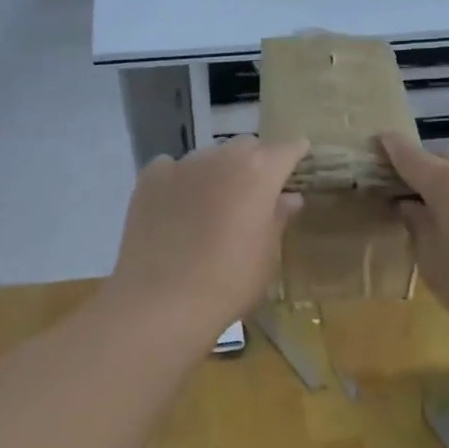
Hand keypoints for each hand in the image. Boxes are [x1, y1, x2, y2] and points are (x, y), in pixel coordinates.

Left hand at [105, 137, 308, 347]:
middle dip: (256, 163)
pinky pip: (172, 168)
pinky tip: (177, 209)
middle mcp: (222, 157)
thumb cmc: (229, 282)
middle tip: (256, 194)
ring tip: (213, 205)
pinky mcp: (149, 178)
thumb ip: (279, 219)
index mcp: (259, 172)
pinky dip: (181, 181)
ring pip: (209, 157)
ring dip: (218, 172)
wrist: (162, 300)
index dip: (295, 155)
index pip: (286, 149)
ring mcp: (182, 164)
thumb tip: (289, 197)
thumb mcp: (266, 256)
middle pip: (246, 147)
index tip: (299, 163)